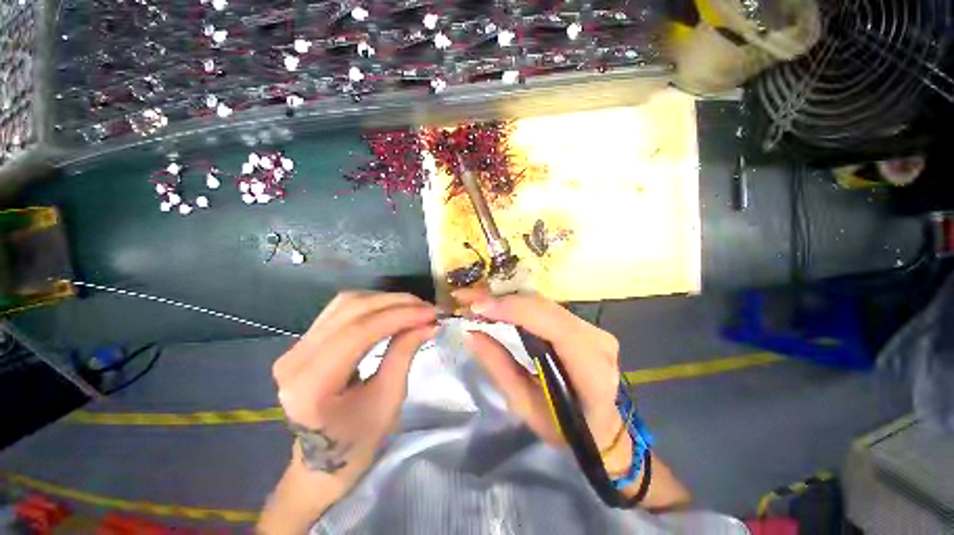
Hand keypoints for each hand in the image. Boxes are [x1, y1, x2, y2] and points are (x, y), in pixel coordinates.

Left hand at [263, 291, 436, 529]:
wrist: (324, 460)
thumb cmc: (359, 440)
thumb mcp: (389, 398)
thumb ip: (405, 353)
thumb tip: (430, 322)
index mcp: (311, 385)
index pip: (358, 332)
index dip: (398, 316)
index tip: (430, 313)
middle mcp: (295, 359)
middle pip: (351, 311)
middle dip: (395, 304)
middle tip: (426, 308)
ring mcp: (295, 347)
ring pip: (346, 303)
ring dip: (385, 300)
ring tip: (413, 307)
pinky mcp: (304, 342)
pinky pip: (341, 310)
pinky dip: (372, 304)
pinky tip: (392, 310)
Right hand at [453, 289, 629, 472]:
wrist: (601, 427)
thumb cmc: (563, 427)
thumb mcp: (525, 406)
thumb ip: (498, 366)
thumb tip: (471, 333)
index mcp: (590, 367)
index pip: (551, 324)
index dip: (513, 309)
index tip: (477, 305)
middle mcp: (596, 338)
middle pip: (543, 307)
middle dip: (502, 300)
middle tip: (467, 298)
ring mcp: (592, 327)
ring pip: (543, 303)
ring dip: (507, 300)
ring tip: (476, 300)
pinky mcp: (582, 324)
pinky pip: (545, 308)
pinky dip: (518, 305)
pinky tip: (497, 305)